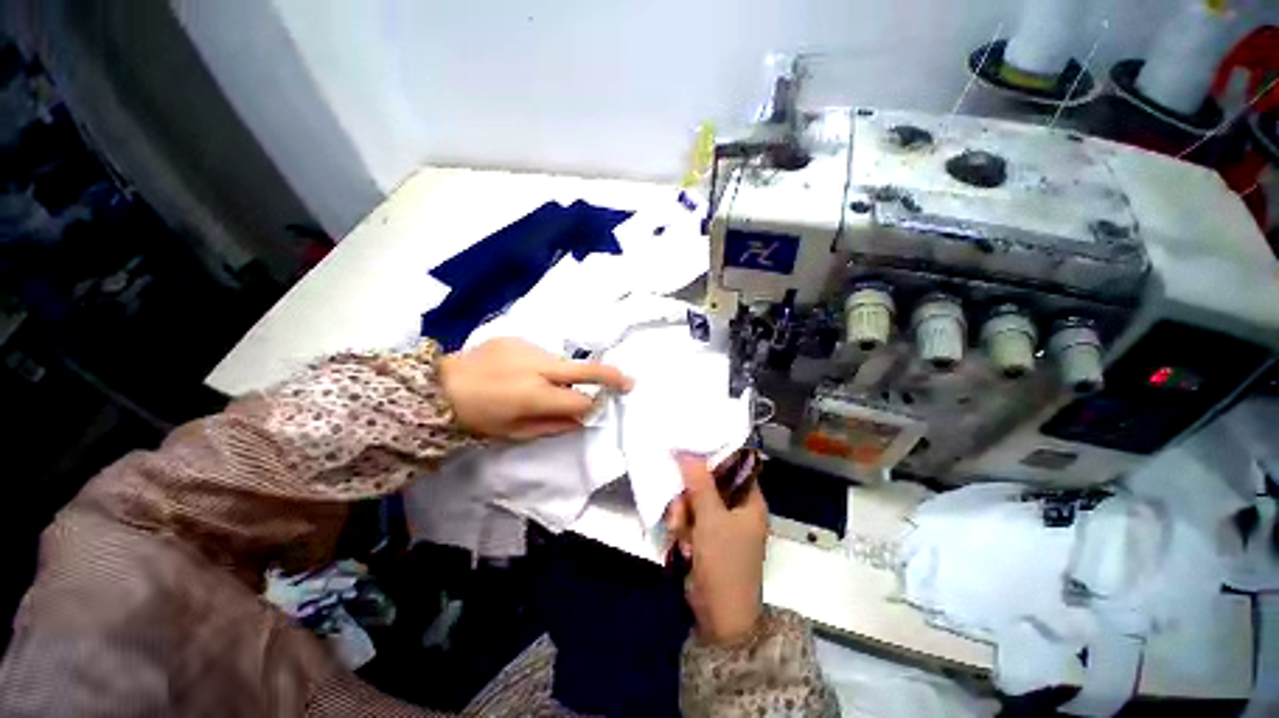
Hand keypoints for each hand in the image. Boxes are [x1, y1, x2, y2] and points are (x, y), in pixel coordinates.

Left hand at [439, 337, 632, 440]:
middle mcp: (537, 367)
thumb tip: (584, 418)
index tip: (598, 408)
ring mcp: (528, 348)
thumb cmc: (478, 418)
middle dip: (611, 376)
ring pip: (562, 363)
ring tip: (538, 386)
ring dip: (563, 375)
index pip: (580, 401)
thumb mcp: (515, 433)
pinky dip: (542, 366)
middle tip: (629, 381)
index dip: (591, 407)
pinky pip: (542, 354)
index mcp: (535, 395)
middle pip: (586, 369)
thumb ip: (555, 426)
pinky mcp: (518, 338)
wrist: (439, 387)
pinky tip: (521, 373)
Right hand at [667, 454, 767, 645]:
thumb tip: (687, 451)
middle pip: (708, 484)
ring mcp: (721, 524)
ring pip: (695, 501)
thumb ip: (699, 483)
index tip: (688, 454)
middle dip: (690, 497)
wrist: (719, 617)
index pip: (733, 466)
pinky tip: (681, 545)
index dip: (712, 458)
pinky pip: (690, 519)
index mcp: (750, 501)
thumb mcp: (711, 518)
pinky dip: (683, 529)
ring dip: (683, 516)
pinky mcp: (707, 537)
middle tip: (680, 510)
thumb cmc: (724, 563)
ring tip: (679, 534)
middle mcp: (737, 509)